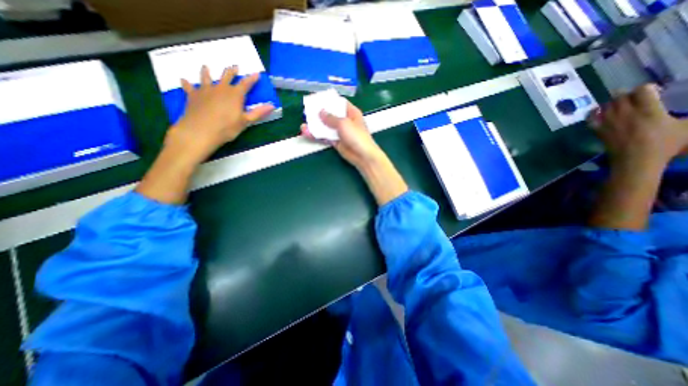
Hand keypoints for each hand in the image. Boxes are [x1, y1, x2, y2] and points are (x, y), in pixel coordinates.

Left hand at [163, 64, 273, 163]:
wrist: (200, 131)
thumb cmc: (226, 127)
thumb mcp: (245, 121)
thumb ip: (258, 112)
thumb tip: (272, 105)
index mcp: (235, 94)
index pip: (246, 84)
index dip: (252, 79)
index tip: (256, 74)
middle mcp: (220, 88)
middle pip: (226, 76)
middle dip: (232, 71)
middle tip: (235, 67)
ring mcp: (205, 90)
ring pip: (206, 77)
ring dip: (207, 72)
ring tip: (206, 67)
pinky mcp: (193, 95)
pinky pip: (189, 87)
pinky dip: (187, 83)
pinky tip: (184, 80)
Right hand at [302, 102, 385, 167]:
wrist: (362, 155)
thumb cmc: (356, 136)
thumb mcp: (344, 123)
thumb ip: (331, 118)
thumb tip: (320, 112)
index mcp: (351, 112)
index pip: (339, 103)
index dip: (329, 100)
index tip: (318, 99)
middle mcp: (345, 121)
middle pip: (331, 115)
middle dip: (320, 113)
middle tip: (308, 111)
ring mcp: (340, 132)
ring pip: (326, 127)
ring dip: (316, 125)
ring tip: (304, 124)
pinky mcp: (336, 142)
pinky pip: (325, 137)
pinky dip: (317, 135)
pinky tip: (307, 133)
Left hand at [589, 84, 687, 168]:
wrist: (636, 159)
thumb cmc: (665, 144)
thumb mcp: (687, 126)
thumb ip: (685, 116)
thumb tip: (678, 116)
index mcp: (648, 108)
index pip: (642, 89)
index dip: (647, 88)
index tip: (654, 93)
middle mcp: (625, 113)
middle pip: (621, 96)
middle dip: (628, 94)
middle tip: (635, 98)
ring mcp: (608, 122)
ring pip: (606, 106)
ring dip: (612, 103)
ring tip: (619, 104)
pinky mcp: (598, 130)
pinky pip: (590, 119)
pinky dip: (592, 113)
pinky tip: (596, 111)